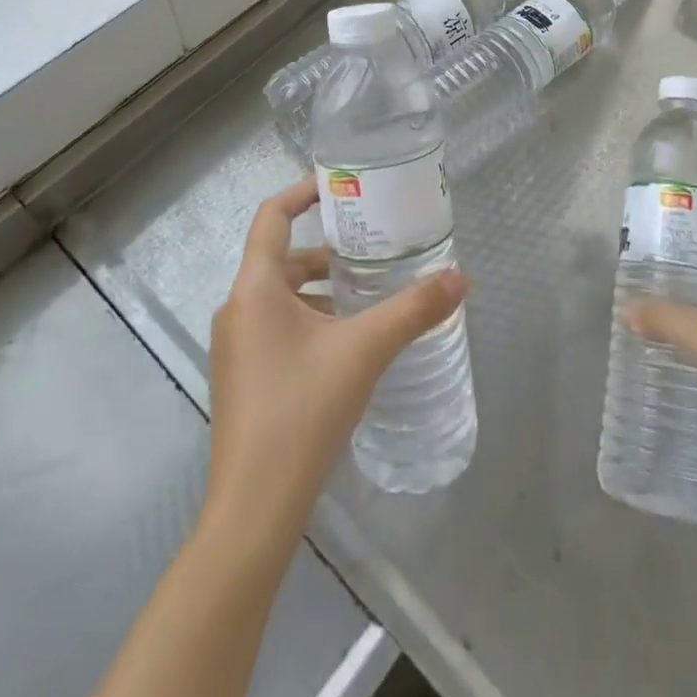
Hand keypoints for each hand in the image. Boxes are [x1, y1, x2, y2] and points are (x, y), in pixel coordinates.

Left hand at [205, 177, 468, 535]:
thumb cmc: (302, 411)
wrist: (253, 510)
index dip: (302, 193)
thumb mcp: (364, 351)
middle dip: (326, 251)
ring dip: (320, 289)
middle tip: (371, 247)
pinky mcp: (242, 379)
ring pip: (280, 296)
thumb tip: (461, 278)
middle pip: (280, 258)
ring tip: (367, 294)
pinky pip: (276, 328)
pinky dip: (309, 319)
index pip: (272, 216)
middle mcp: (237, 310)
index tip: (340, 186)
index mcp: (255, 289)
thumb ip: (413, 310)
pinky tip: (345, 344)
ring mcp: (235, 348)